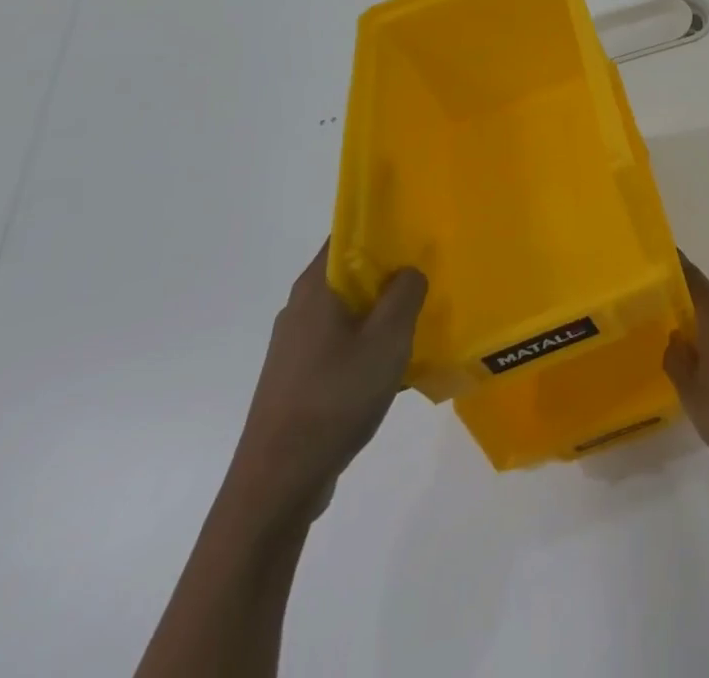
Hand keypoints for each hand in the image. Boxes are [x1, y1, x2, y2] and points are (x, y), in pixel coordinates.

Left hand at [224, 243, 426, 533]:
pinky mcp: (300, 376)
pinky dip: (369, 342)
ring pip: (350, 310)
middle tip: (432, 273)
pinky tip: (396, 364)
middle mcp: (302, 307)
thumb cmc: (334, 399)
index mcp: (317, 287)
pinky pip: (343, 342)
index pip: (348, 233)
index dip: (384, 225)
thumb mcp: (387, 340)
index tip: (419, 229)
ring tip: (422, 319)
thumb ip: (405, 293)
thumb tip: (409, 270)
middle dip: (391, 271)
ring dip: (383, 311)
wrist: (277, 484)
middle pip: (352, 271)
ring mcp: (297, 344)